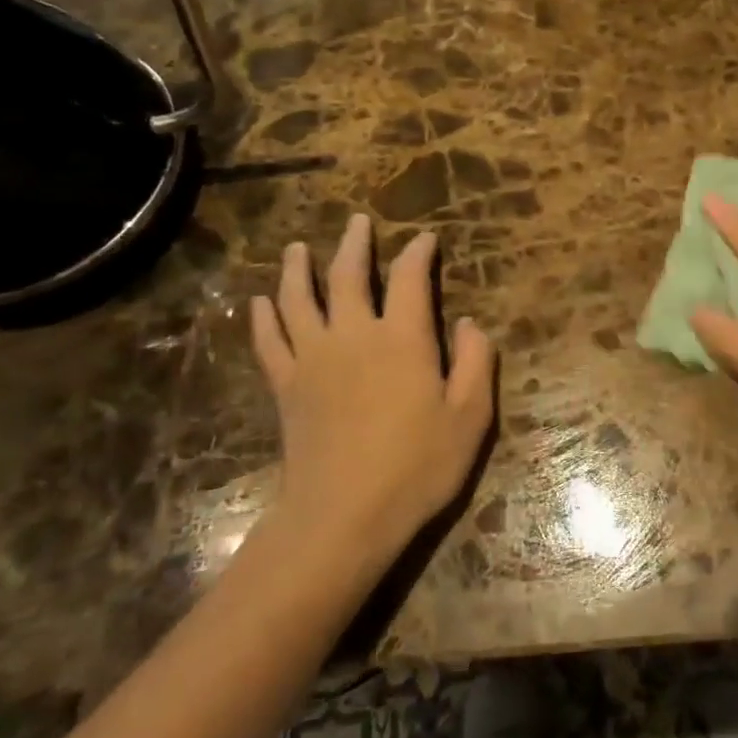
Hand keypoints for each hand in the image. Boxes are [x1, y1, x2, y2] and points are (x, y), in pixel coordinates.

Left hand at [250, 216, 495, 558]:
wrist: (344, 516)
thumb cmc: (417, 466)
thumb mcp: (470, 416)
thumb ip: (476, 362)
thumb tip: (471, 323)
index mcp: (403, 338)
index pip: (410, 278)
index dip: (418, 253)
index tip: (425, 238)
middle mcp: (354, 335)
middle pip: (348, 276)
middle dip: (355, 244)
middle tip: (357, 222)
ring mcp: (313, 359)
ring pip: (299, 299)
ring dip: (299, 268)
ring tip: (298, 247)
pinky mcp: (286, 387)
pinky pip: (270, 341)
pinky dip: (264, 317)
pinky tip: (260, 302)